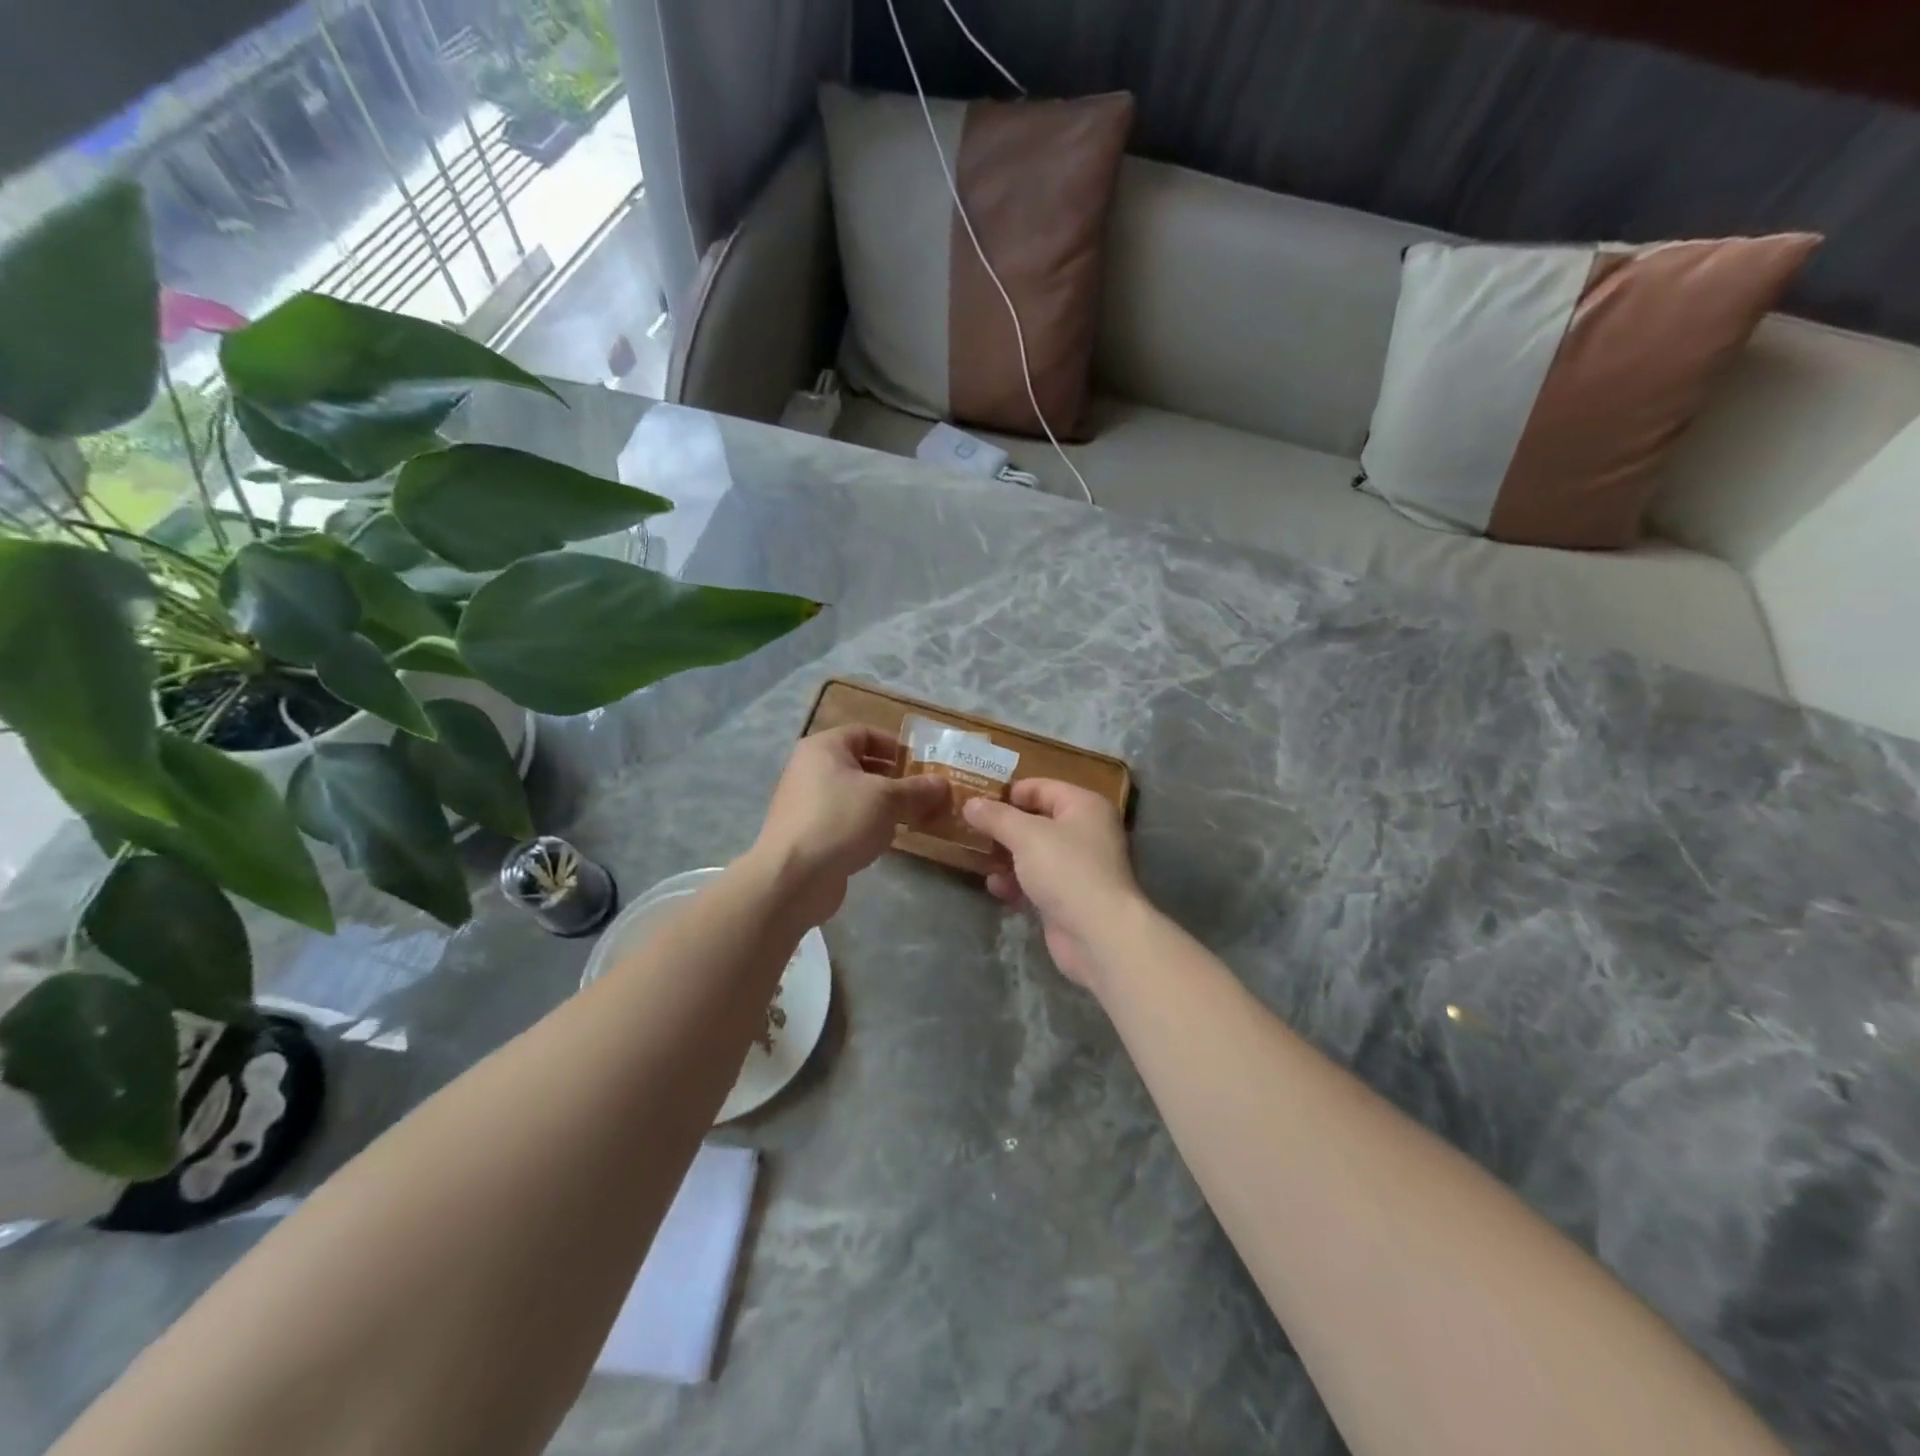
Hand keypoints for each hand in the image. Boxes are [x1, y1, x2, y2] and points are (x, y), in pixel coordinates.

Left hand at [748, 726, 948, 925]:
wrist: (793, 877)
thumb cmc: (841, 820)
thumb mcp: (887, 799)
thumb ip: (917, 789)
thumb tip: (943, 784)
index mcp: (824, 748)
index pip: (865, 733)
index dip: (896, 745)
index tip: (922, 764)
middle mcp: (810, 770)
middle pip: (860, 765)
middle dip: (894, 778)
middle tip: (924, 792)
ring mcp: (806, 804)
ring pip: (854, 795)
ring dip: (883, 804)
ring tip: (913, 817)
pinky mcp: (809, 834)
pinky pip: (845, 820)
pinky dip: (866, 825)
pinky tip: (886, 840)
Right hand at [962, 779, 1142, 990]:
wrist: (1097, 934)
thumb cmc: (1065, 869)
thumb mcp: (1025, 835)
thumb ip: (996, 817)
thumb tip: (971, 803)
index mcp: (1084, 806)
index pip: (1042, 787)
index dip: (1009, 792)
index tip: (976, 799)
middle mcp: (1085, 832)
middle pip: (1037, 821)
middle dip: (1003, 826)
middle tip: (968, 827)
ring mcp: (1078, 867)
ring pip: (1034, 853)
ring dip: (1006, 856)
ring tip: (975, 856)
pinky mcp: (1068, 897)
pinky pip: (1036, 881)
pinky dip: (1016, 882)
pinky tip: (994, 886)